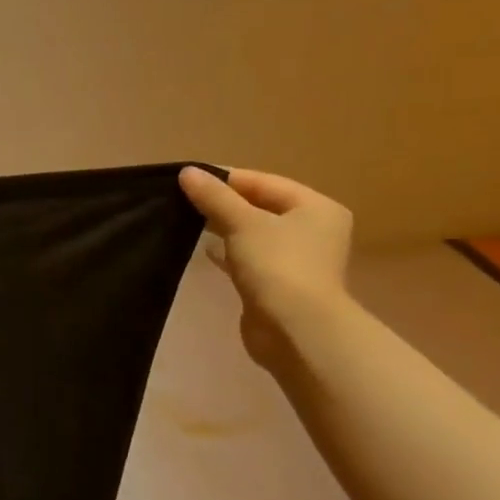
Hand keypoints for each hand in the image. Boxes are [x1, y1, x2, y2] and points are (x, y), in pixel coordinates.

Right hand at [179, 167, 353, 370]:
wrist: (294, 328)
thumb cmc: (277, 265)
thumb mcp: (242, 223)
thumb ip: (214, 196)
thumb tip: (187, 172)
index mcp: (316, 207)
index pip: (264, 182)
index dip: (226, 179)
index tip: (188, 179)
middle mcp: (313, 230)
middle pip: (261, 206)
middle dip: (224, 204)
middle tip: (184, 200)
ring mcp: (297, 259)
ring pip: (254, 233)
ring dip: (224, 227)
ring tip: (188, 221)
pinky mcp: (279, 283)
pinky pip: (249, 257)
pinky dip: (228, 251)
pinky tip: (204, 250)